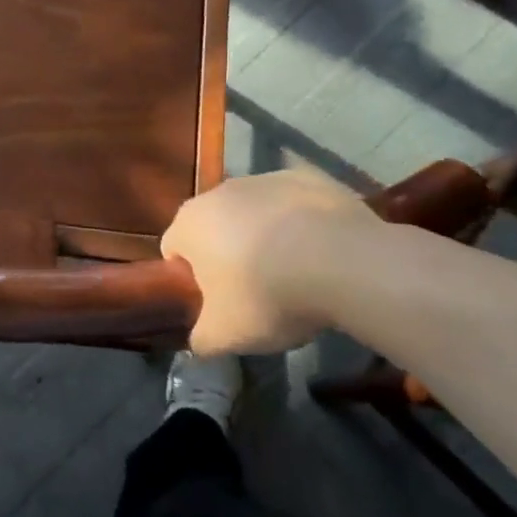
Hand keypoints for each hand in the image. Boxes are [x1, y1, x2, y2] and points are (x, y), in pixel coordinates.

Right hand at [162, 169, 372, 355]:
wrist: (343, 261)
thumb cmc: (267, 295)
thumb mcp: (224, 336)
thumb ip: (201, 338)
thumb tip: (200, 338)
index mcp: (189, 223)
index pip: (174, 250)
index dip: (190, 280)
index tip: (216, 304)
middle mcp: (220, 191)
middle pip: (214, 226)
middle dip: (227, 254)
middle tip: (254, 292)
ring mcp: (265, 178)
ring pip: (254, 212)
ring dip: (264, 236)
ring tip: (295, 272)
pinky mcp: (308, 177)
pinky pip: (293, 205)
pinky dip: (300, 224)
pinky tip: (322, 252)